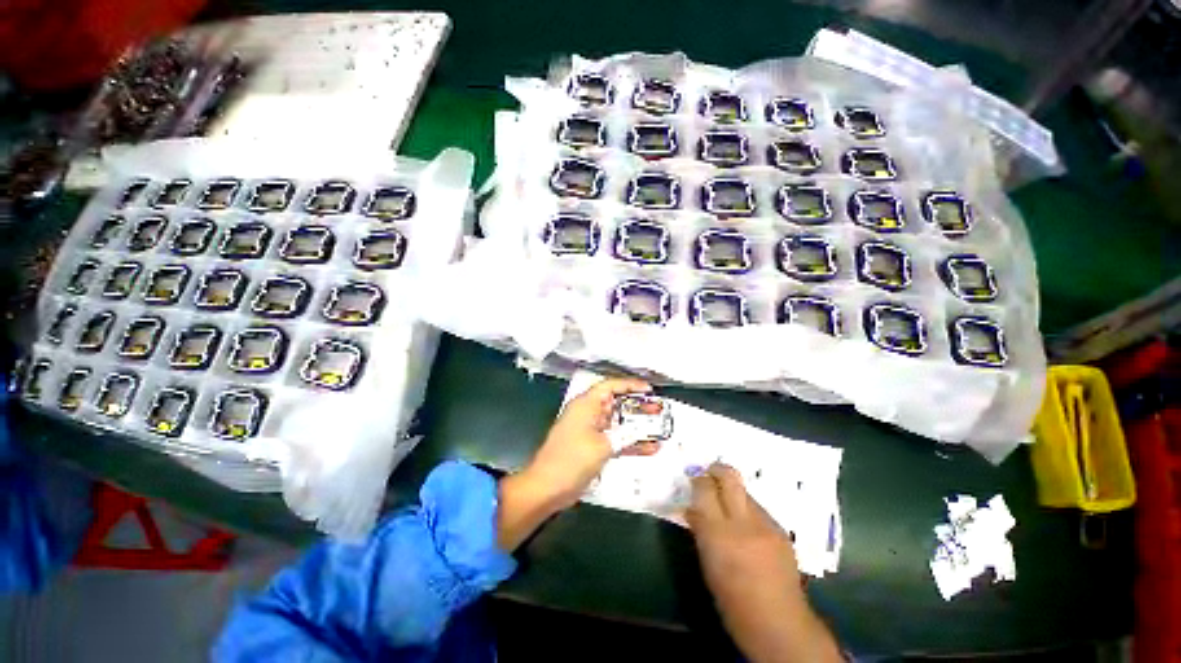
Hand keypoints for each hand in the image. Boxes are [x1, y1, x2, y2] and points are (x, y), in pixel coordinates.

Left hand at [498, 377, 656, 550]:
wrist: (546, 488)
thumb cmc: (572, 460)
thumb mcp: (602, 446)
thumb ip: (625, 436)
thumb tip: (643, 430)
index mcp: (586, 404)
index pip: (610, 386)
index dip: (630, 385)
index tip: (649, 390)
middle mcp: (588, 413)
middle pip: (616, 404)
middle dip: (637, 407)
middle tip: (658, 410)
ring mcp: (590, 431)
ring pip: (617, 423)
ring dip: (636, 427)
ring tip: (660, 428)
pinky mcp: (592, 447)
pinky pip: (614, 440)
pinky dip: (629, 443)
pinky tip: (650, 449)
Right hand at [687, 464, 841, 662]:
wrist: (780, 624)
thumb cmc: (733, 602)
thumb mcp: (708, 565)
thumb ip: (700, 531)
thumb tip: (691, 508)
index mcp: (719, 535)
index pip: (705, 489)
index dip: (698, 480)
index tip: (693, 482)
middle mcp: (743, 523)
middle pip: (730, 477)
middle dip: (717, 470)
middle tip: (709, 473)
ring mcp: (766, 525)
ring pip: (745, 492)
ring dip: (733, 493)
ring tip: (728, 508)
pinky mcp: (781, 531)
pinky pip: (759, 509)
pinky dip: (748, 511)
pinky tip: (747, 529)